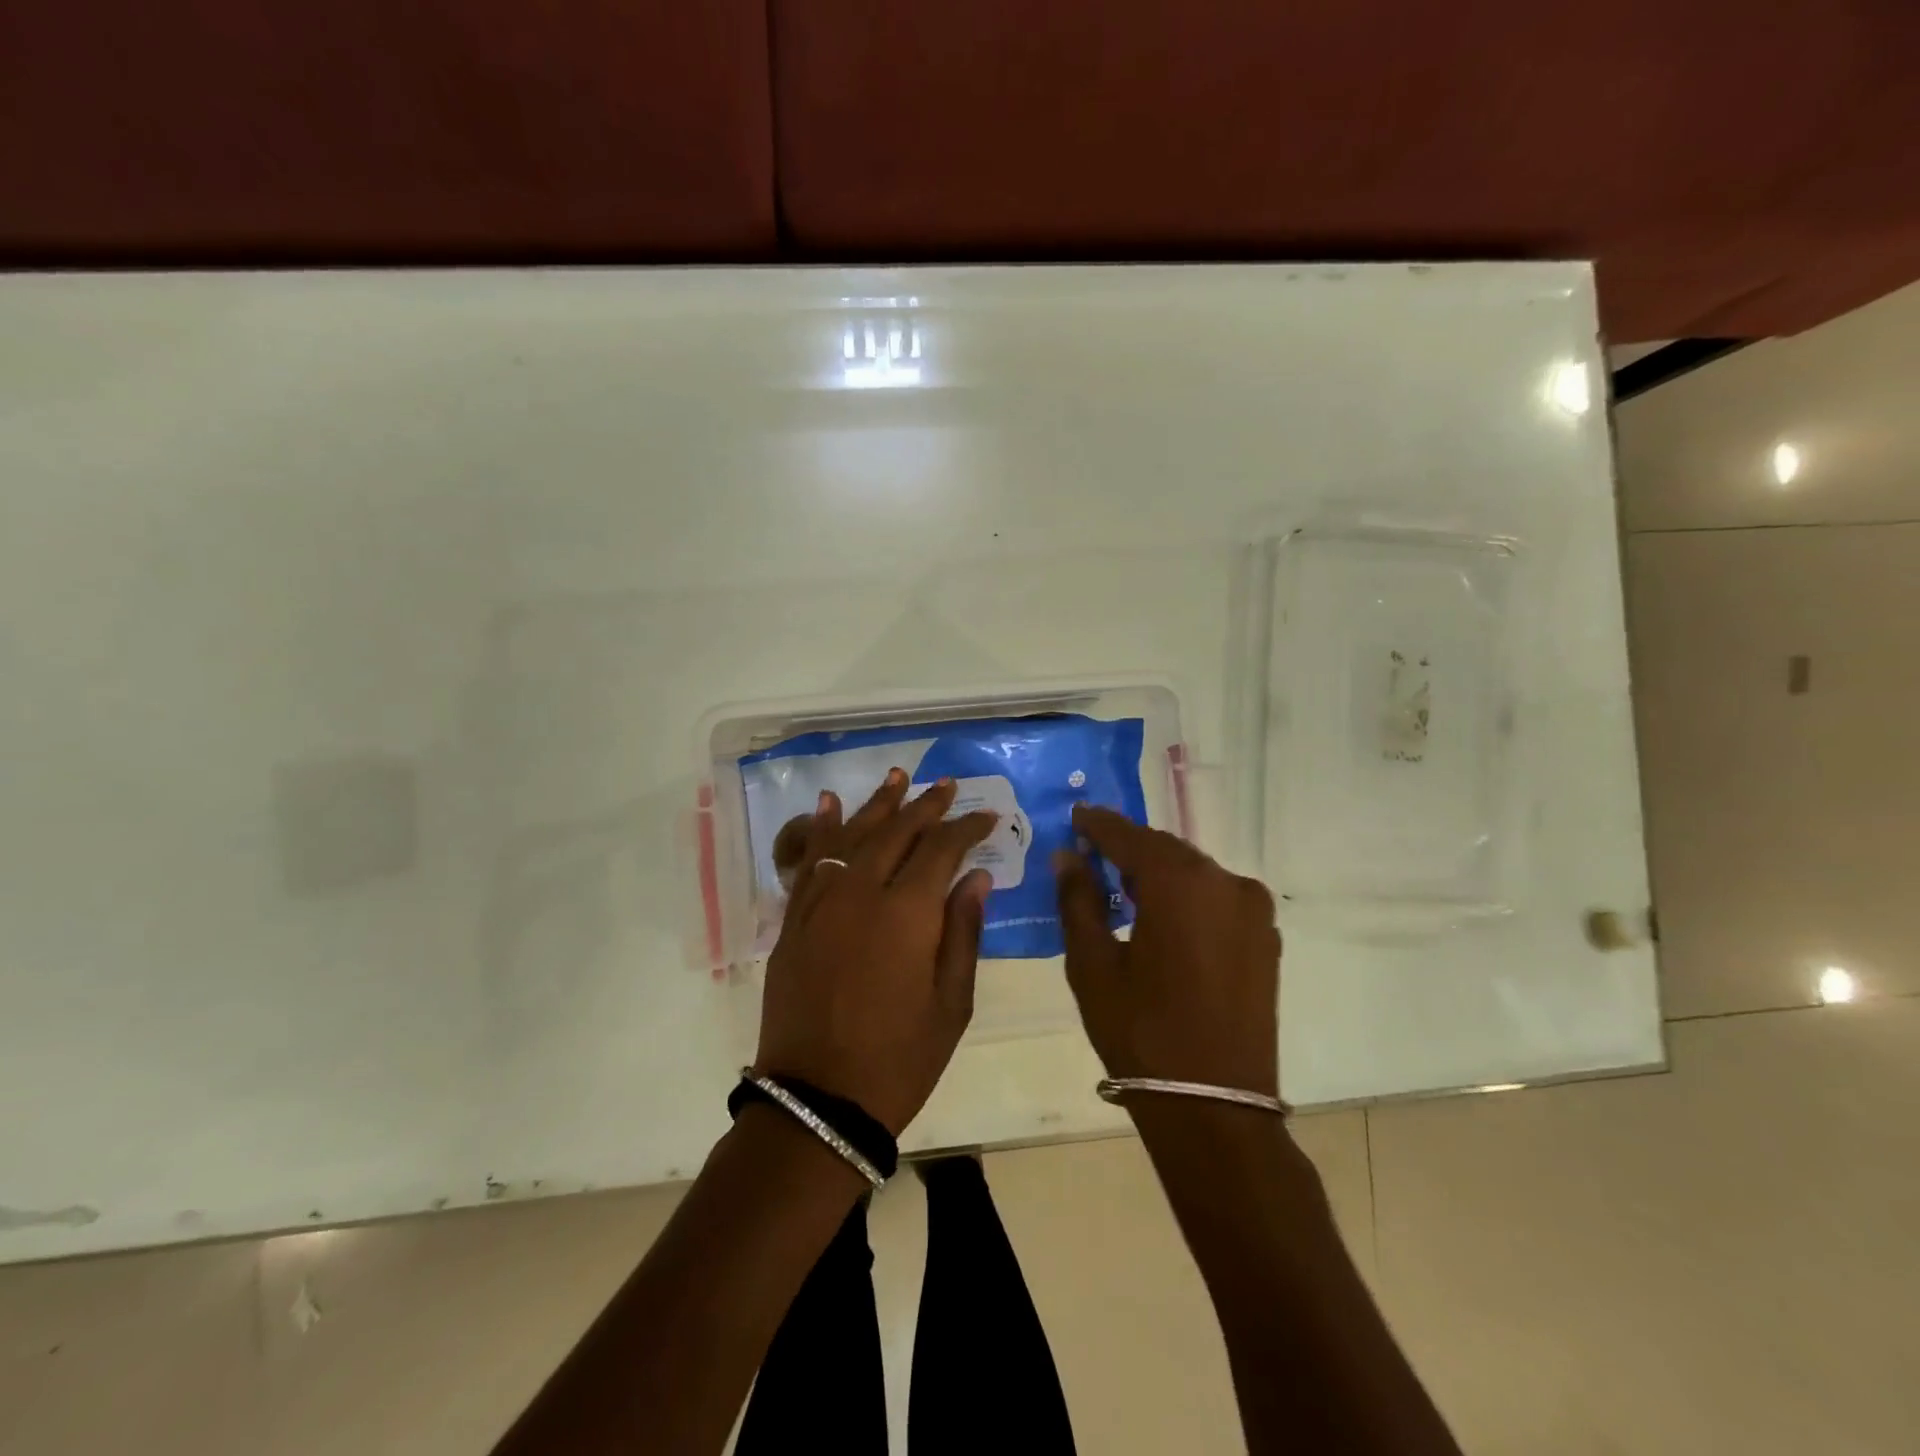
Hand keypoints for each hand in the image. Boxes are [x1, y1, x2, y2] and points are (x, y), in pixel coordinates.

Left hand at [755, 771, 997, 1135]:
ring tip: (898, 776)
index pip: (941, 849)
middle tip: (946, 785)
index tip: (986, 816)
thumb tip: (977, 876)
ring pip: (852, 836)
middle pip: (896, 832)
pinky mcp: (794, 920)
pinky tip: (828, 804)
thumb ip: (964, 932)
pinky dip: (820, 829)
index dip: (966, 828)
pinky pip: (809, 861)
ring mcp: (821, 903)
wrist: (817, 1101)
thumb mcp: (951, 1003)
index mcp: (907, 913)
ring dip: (877, 804)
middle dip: (925, 805)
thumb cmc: (898, 1059)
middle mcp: (861, 892)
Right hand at [1054, 805, 1280, 1097]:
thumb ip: (1078, 900)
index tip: (1075, 817)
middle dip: (1128, 849)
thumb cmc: (1141, 1032)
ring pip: (1194, 873)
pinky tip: (1164, 918)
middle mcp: (1225, 881)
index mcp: (1180, 882)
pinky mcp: (1266, 938)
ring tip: (1124, 889)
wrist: (1215, 1107)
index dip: (1098, 824)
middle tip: (1093, 855)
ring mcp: (1253, 910)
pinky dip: (1187, 897)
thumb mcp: (1092, 965)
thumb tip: (1068, 856)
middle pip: (1166, 850)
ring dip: (1159, 874)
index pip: (1130, 836)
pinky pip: (1218, 898)